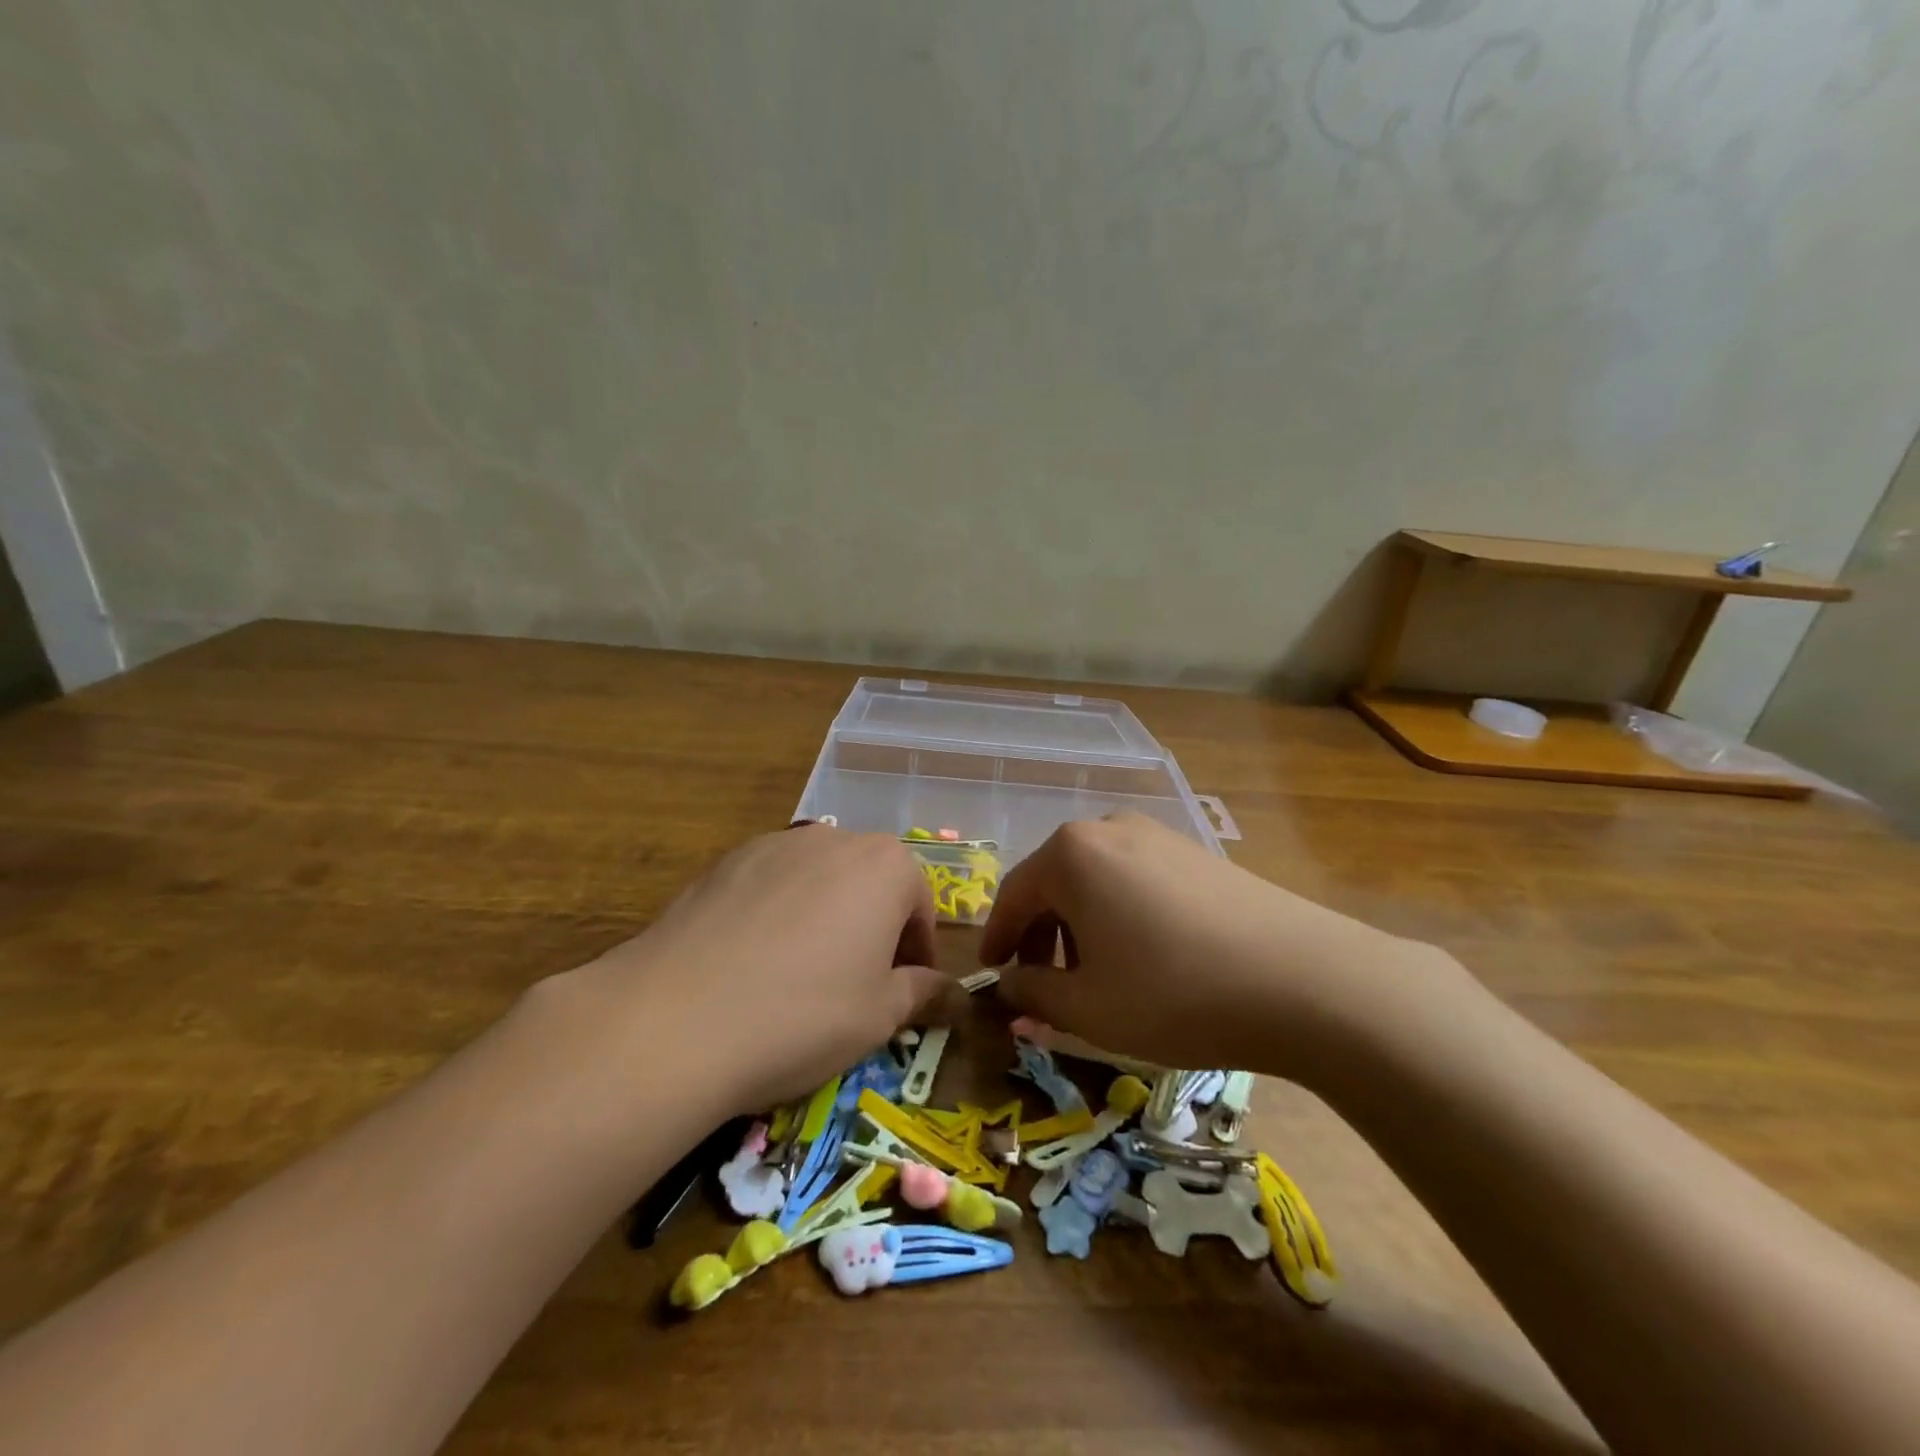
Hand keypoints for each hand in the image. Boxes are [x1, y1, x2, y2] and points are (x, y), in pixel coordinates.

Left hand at [557, 826, 947, 1114]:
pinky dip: (778, 914)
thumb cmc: (802, 1015)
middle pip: (870, 883)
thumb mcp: (879, 1017)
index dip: (918, 952)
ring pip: (819, 880)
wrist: (675, 1019)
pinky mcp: (724, 861)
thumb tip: (951, 994)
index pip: (920, 905)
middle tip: (858, 984)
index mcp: (885, 866)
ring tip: (801, 973)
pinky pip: (771, 884)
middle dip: (874, 928)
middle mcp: (833, 839)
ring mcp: (773, 844)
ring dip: (825, 917)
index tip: (907, 992)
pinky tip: (754, 962)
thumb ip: (922, 993)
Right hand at [982, 814, 1436, 1081]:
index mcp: (1071, 855)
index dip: (997, 940)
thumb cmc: (1174, 993)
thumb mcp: (1088, 1008)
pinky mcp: (1196, 853)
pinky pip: (1135, 879)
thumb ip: (1033, 995)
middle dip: (1041, 934)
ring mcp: (1158, 835)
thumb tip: (1010, 986)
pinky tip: (1142, 956)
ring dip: (1080, 926)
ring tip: (1093, 975)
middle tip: (1040, 982)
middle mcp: (1108, 829)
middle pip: (1054, 883)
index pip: (1014, 895)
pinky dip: (1119, 914)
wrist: (1304, 979)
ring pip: (1096, 880)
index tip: (992, 974)